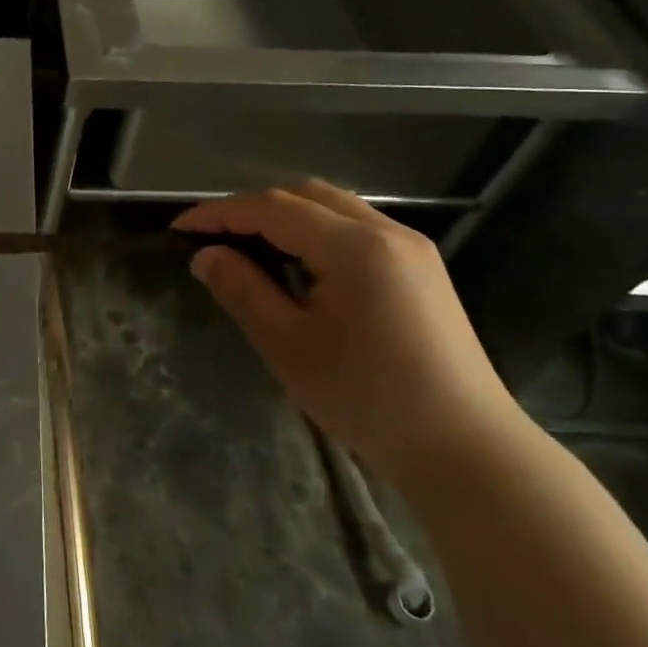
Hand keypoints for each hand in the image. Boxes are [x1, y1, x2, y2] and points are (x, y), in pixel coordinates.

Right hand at [174, 181, 524, 487]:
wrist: (468, 451)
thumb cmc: (368, 398)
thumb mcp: (288, 345)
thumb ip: (242, 290)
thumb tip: (206, 256)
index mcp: (354, 245)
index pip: (271, 208)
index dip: (219, 213)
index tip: (179, 228)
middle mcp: (386, 231)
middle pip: (304, 195)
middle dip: (252, 208)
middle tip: (213, 236)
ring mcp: (411, 248)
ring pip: (334, 207)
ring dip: (286, 216)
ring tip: (249, 246)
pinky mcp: (422, 270)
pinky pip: (357, 228)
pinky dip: (316, 231)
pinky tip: (300, 264)